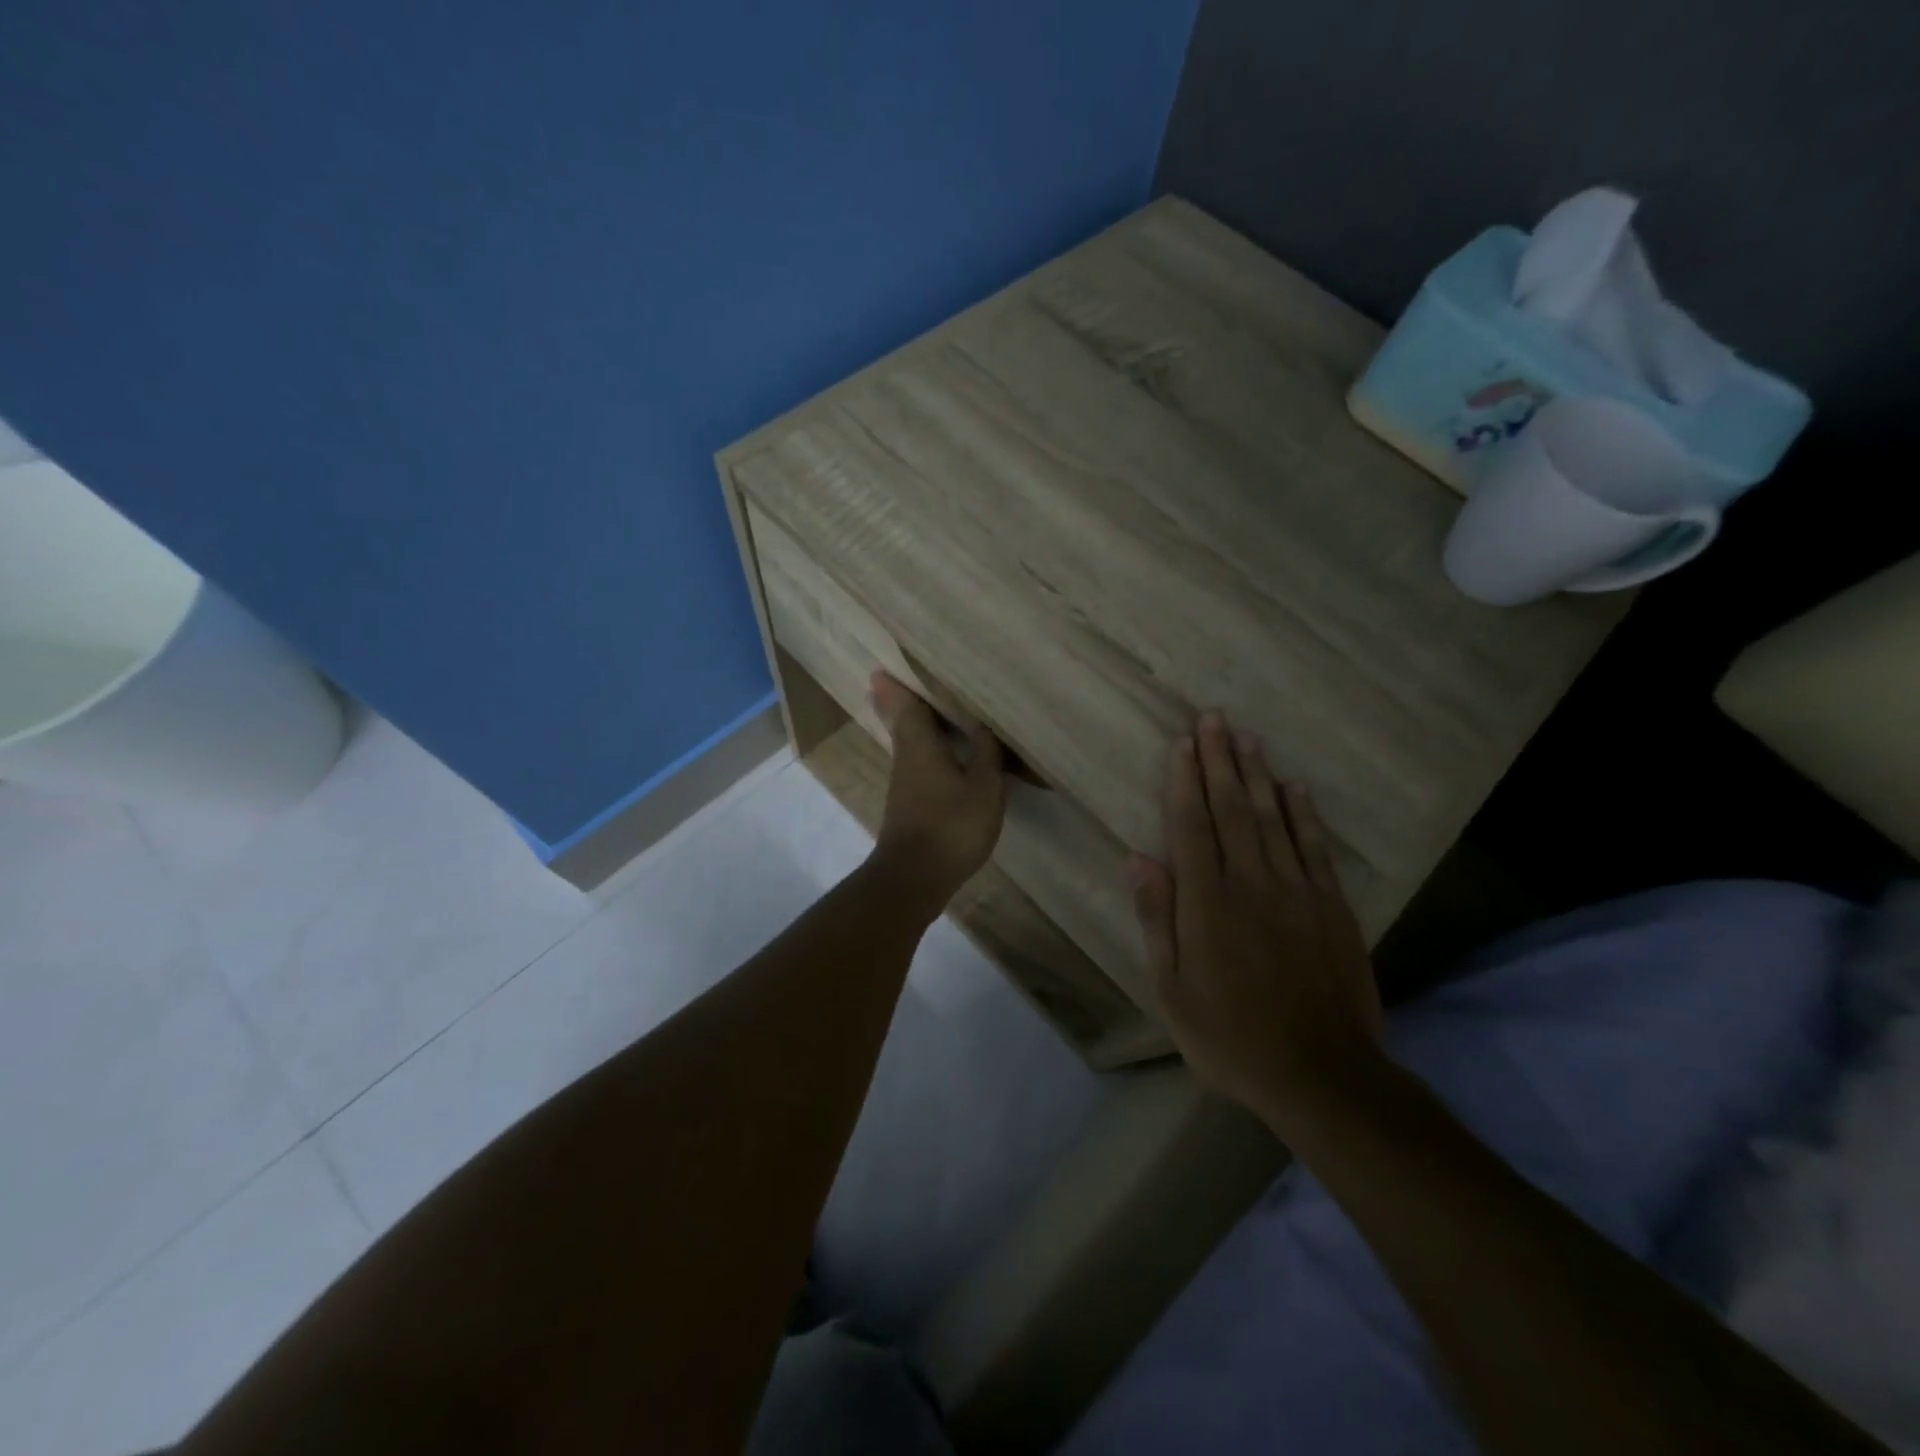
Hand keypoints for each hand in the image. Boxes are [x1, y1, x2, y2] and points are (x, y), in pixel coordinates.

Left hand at [868, 671, 1007, 910]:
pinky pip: (915, 763)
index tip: (883, 669)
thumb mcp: (984, 786)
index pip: (906, 706)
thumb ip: (987, 753)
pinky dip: (921, 750)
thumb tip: (983, 726)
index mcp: (920, 745)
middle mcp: (906, 758)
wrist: (915, 877)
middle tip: (887, 682)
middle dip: (895, 702)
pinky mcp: (909, 805)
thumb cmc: (952, 825)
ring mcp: (904, 784)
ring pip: (906, 744)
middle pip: (899, 723)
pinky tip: (937, 755)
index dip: (897, 687)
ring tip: (920, 709)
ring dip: (908, 724)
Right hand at [1126, 711, 1382, 1124]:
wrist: (1320, 1072)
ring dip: (1258, 774)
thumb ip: (1158, 917)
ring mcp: (1296, 891)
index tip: (1182, 742)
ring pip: (1273, 818)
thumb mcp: (1172, 987)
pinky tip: (1294, 787)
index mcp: (1206, 902)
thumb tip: (1137, 858)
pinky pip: (1314, 848)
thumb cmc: (1229, 1035)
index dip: (1184, 780)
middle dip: (1220, 760)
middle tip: (1214, 718)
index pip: (1191, 825)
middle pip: (1232, 809)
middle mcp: (1250, 882)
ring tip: (1247, 737)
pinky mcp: (1331, 906)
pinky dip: (1304, 814)